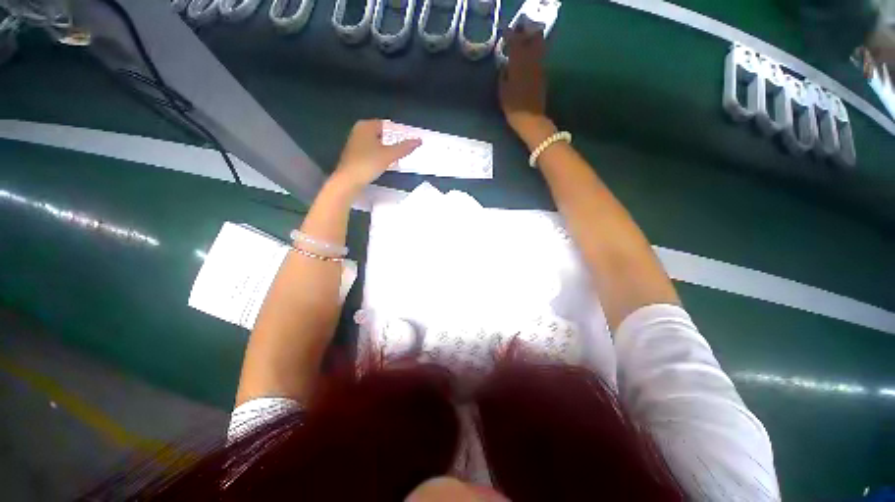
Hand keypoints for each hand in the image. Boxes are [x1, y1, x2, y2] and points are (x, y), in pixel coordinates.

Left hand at [331, 119, 420, 191]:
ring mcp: (355, 144)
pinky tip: (385, 164)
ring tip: (398, 157)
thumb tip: (419, 140)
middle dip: (393, 141)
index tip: (408, 140)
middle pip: (381, 134)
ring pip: (376, 143)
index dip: (398, 132)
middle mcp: (358, 131)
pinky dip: (379, 156)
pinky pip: (371, 152)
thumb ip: (404, 147)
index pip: (386, 125)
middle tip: (405, 149)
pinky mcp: (354, 156)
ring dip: (386, 149)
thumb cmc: (368, 164)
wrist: (349, 181)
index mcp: (366, 126)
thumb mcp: (389, 155)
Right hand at [498, 29, 556, 148]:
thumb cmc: (514, 109)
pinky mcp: (543, 77)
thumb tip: (505, 67)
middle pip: (531, 42)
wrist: (531, 120)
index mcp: (519, 65)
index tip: (505, 38)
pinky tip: (527, 63)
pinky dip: (533, 57)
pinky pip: (538, 60)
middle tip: (516, 42)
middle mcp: (531, 63)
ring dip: (530, 46)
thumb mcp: (503, 93)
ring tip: (522, 51)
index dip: (511, 38)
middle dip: (524, 39)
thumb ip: (503, 77)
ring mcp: (539, 69)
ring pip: (537, 49)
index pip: (516, 44)